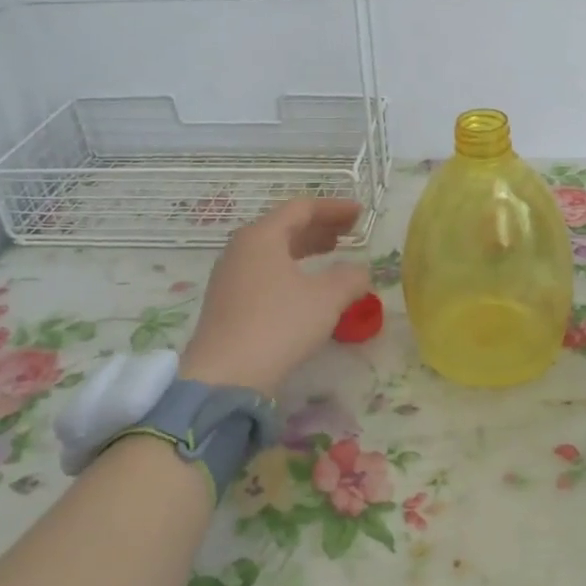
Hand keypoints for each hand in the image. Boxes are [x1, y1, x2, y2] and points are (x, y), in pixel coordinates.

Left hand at [178, 198, 371, 397]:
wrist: (225, 376)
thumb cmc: (278, 325)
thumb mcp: (326, 298)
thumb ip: (350, 277)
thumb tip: (360, 271)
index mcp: (261, 236)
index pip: (301, 208)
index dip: (334, 208)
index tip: (360, 214)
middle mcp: (241, 249)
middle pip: (285, 226)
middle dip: (321, 227)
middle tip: (350, 232)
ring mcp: (230, 276)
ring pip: (274, 250)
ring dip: (306, 248)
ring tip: (332, 253)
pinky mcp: (228, 302)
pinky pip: (265, 271)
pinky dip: (291, 268)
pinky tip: (307, 285)